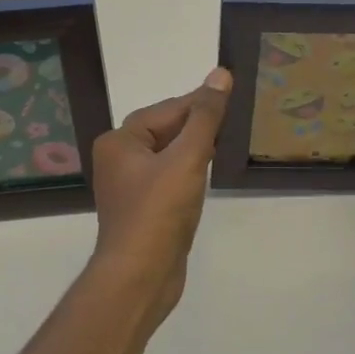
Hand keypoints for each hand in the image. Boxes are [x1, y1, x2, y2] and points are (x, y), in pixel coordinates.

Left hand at [88, 69, 232, 323]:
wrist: (140, 279)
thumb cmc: (158, 212)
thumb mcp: (186, 158)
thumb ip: (206, 116)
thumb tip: (220, 74)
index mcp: (120, 141)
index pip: (168, 109)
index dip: (201, 102)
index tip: (232, 92)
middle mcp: (119, 158)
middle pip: (166, 129)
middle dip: (199, 124)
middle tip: (235, 117)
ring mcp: (130, 185)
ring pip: (169, 153)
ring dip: (196, 146)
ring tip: (228, 140)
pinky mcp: (144, 208)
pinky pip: (169, 176)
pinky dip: (190, 170)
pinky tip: (210, 171)